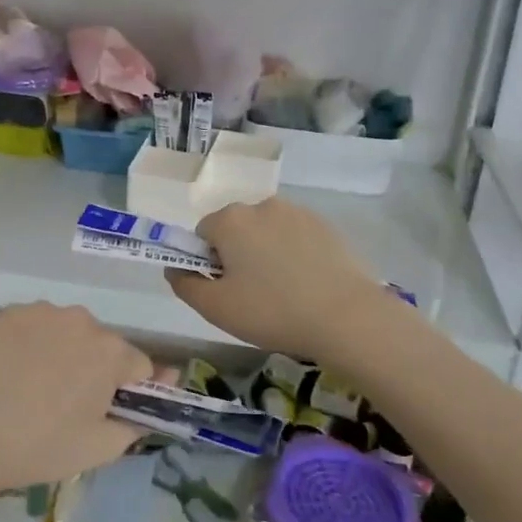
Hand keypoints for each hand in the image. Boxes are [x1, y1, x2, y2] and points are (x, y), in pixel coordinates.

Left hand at [0, 303, 151, 496]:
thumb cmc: (39, 447)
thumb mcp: (101, 448)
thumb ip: (138, 420)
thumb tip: (152, 397)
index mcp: (110, 351)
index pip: (139, 366)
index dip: (128, 391)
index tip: (107, 412)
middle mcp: (81, 320)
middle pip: (103, 345)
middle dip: (95, 369)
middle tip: (68, 405)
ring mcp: (42, 312)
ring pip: (69, 333)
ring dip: (65, 353)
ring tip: (36, 389)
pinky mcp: (8, 314)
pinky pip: (37, 327)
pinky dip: (33, 344)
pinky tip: (14, 372)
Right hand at [164, 199, 400, 361]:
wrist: (346, 316)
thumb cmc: (272, 311)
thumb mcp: (216, 308)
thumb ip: (185, 284)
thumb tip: (174, 268)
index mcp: (230, 220)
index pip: (203, 233)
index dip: (208, 262)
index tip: (225, 289)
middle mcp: (262, 206)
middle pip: (236, 228)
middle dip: (237, 254)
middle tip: (252, 294)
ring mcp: (297, 212)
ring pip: (267, 231)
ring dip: (266, 252)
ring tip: (283, 290)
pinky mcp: (325, 225)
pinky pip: (296, 236)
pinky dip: (294, 254)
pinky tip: (307, 284)